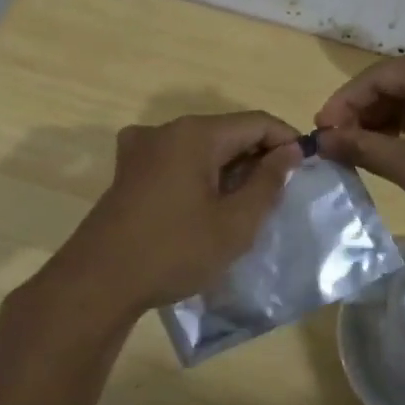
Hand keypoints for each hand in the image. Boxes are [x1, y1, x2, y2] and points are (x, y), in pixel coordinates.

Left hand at [45, 112, 303, 317]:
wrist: (98, 282)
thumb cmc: (174, 251)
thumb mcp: (234, 223)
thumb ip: (267, 183)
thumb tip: (288, 152)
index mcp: (194, 134)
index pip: (255, 122)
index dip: (286, 140)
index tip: (306, 168)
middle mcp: (166, 130)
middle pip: (226, 131)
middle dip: (257, 156)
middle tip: (279, 193)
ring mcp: (141, 149)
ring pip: (200, 147)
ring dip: (228, 168)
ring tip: (247, 204)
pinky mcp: (128, 172)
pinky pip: (176, 161)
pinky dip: (200, 175)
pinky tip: (207, 206)